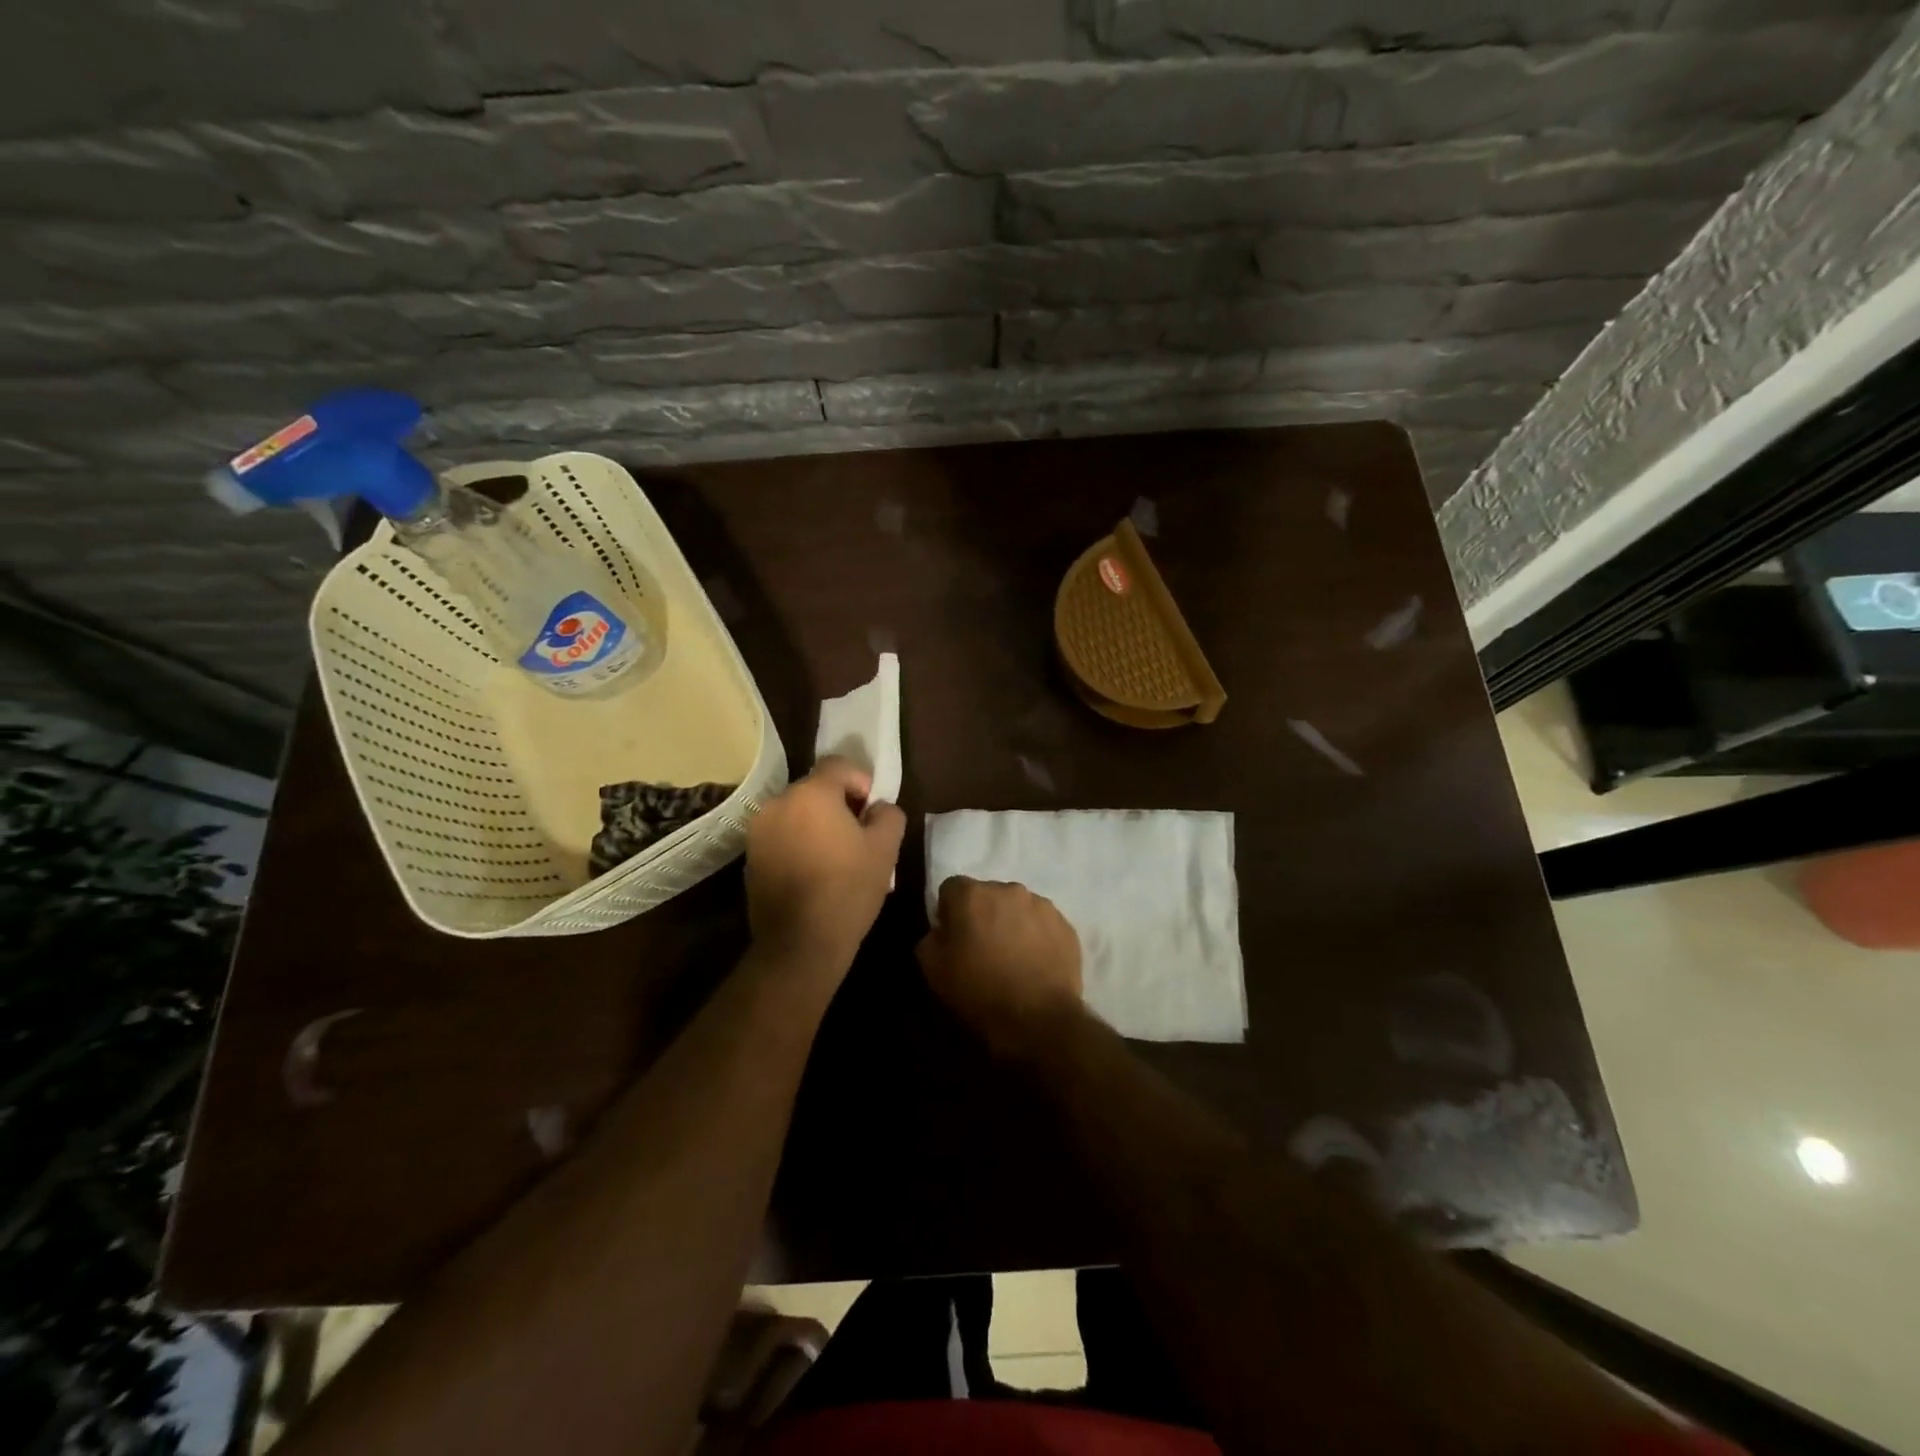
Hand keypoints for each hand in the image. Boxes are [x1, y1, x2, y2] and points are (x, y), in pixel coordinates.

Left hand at [746, 757, 905, 973]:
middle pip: (815, 788)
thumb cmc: (848, 890)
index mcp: (811, 794)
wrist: (800, 944)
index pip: (838, 765)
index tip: (871, 811)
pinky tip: (814, 872)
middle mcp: (778, 803)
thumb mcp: (886, 849)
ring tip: (836, 856)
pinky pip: (781, 835)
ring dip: (816, 824)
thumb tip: (878, 807)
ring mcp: (758, 831)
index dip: (861, 781)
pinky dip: (798, 843)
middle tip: (858, 835)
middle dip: (839, 804)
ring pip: (796, 813)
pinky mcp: (750, 856)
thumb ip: (888, 814)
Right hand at [918, 877, 1084, 1058]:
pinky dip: (1037, 937)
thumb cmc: (978, 990)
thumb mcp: (933, 969)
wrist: (1037, 1017)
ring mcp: (1042, 905)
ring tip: (1013, 957)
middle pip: (988, 895)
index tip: (953, 937)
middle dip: (983, 914)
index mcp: (972, 894)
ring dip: (1012, 923)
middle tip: (983, 947)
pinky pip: (1043, 924)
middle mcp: (1008, 889)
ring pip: (1018, 907)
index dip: (949, 912)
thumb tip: (943, 930)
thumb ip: (931, 938)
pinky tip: (1035, 963)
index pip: (952, 888)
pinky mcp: (1065, 925)